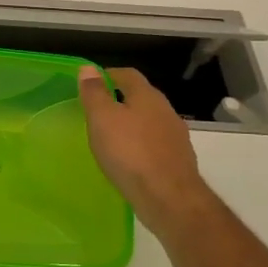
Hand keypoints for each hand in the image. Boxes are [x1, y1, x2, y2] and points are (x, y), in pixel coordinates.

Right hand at [76, 66, 210, 227]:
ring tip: (111, 136)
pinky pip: (155, 144)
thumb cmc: (129, 153)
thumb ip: (94, 93)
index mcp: (147, 96)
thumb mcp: (102, 119)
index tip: (90, 84)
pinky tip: (129, 159)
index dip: (108, 75)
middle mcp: (166, 111)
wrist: (169, 198)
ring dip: (132, 124)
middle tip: (97, 111)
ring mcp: (176, 136)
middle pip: (141, 97)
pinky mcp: (179, 160)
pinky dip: (141, 145)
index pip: (127, 74)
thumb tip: (88, 68)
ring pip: (150, 121)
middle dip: (120, 100)